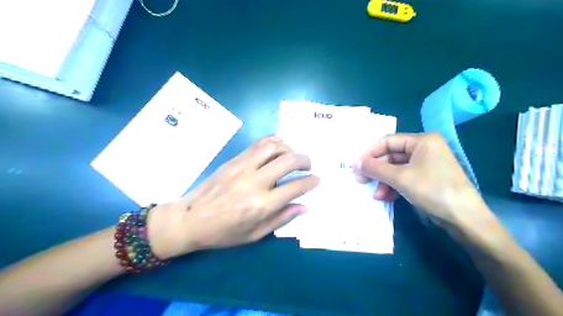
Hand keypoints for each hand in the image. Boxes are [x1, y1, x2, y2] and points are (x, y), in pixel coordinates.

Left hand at [147, 136, 317, 259]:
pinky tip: (278, 145)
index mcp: (262, 205)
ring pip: (273, 147)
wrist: (191, 219)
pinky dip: (273, 141)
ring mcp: (243, 167)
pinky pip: (258, 144)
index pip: (295, 187)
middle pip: (288, 161)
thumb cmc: (224, 232)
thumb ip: (282, 218)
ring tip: (292, 155)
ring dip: (289, 148)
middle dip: (304, 160)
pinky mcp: (234, 160)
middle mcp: (255, 182)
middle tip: (308, 165)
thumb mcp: (255, 234)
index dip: (311, 181)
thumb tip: (303, 206)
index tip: (317, 179)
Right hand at [356, 132, 493, 230]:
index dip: (370, 153)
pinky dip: (393, 186)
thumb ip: (375, 168)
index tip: (356, 165)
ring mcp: (426, 164)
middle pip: (391, 155)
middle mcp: (424, 148)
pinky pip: (404, 178)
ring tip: (375, 194)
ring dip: (384, 181)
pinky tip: (386, 197)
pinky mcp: (426, 178)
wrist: (464, 219)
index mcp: (422, 141)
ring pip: (396, 169)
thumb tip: (354, 163)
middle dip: (376, 170)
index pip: (388, 141)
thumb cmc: (432, 190)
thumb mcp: (400, 178)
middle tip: (360, 180)